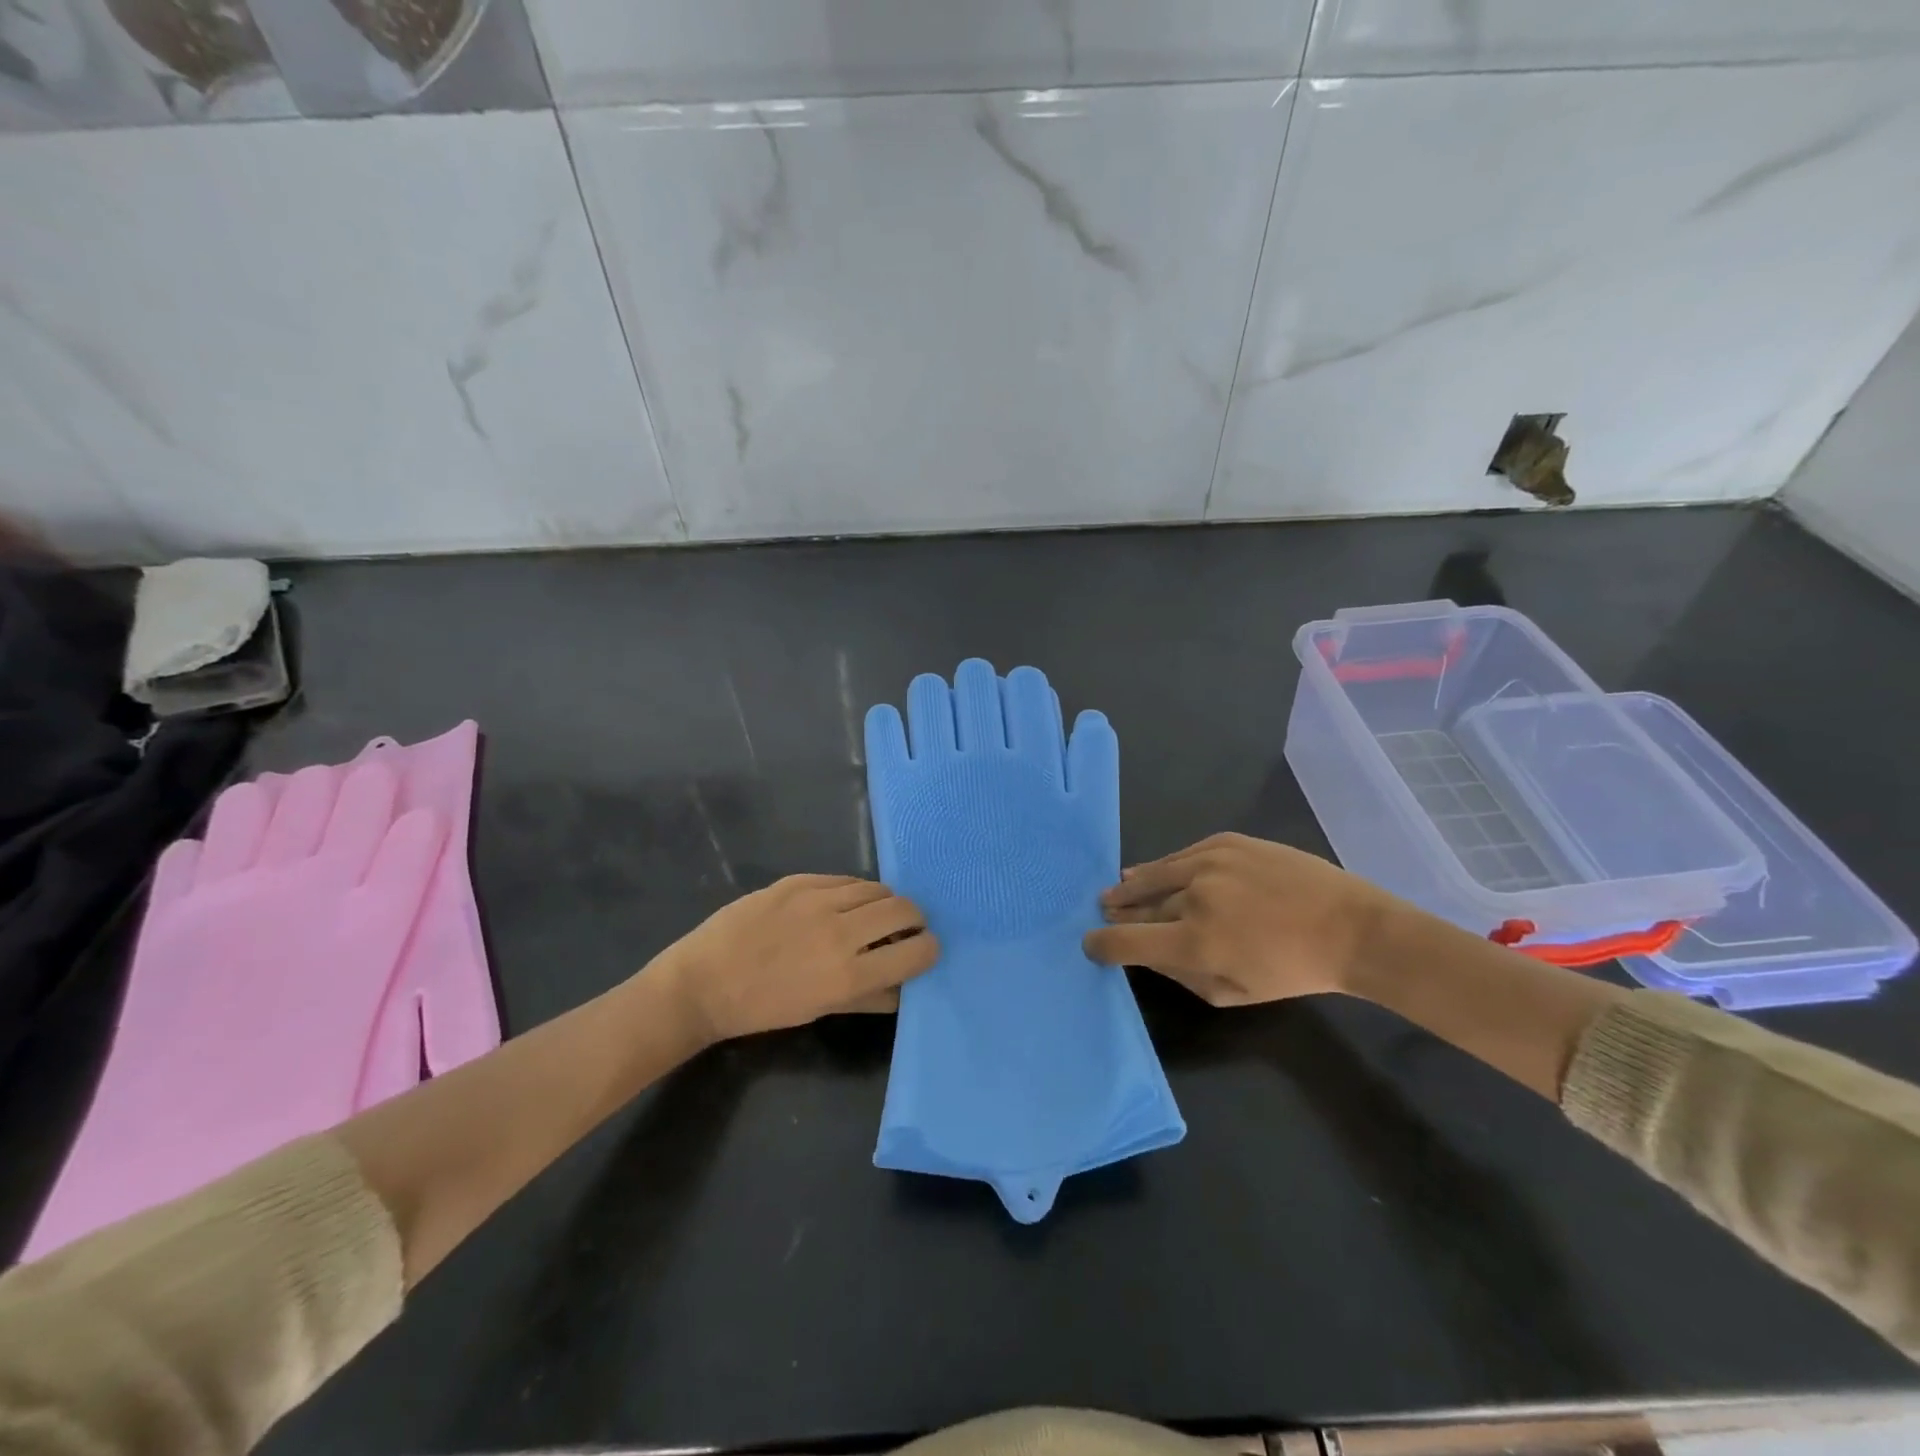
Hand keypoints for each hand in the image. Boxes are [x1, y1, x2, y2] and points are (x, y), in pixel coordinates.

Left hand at [652, 875, 938, 1042]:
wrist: (703, 983)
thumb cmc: (763, 1008)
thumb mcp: (820, 1011)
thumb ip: (869, 997)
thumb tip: (905, 984)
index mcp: (849, 975)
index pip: (916, 951)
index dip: (929, 948)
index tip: (924, 950)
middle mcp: (840, 932)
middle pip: (904, 909)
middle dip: (913, 919)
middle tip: (904, 929)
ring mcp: (817, 900)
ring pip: (876, 888)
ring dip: (884, 902)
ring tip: (871, 915)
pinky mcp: (797, 881)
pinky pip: (843, 879)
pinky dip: (853, 892)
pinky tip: (841, 904)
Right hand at [1082, 833, 1397, 1005]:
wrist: (1348, 927)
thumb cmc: (1292, 971)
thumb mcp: (1233, 993)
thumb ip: (1182, 975)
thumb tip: (1147, 954)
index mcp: (1195, 942)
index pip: (1127, 941)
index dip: (1102, 944)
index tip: (1091, 944)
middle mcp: (1194, 897)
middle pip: (1140, 906)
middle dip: (1119, 913)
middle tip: (1105, 912)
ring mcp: (1209, 863)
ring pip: (1155, 874)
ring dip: (1132, 885)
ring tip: (1116, 888)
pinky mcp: (1226, 842)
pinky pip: (1182, 856)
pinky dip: (1164, 867)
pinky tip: (1152, 871)